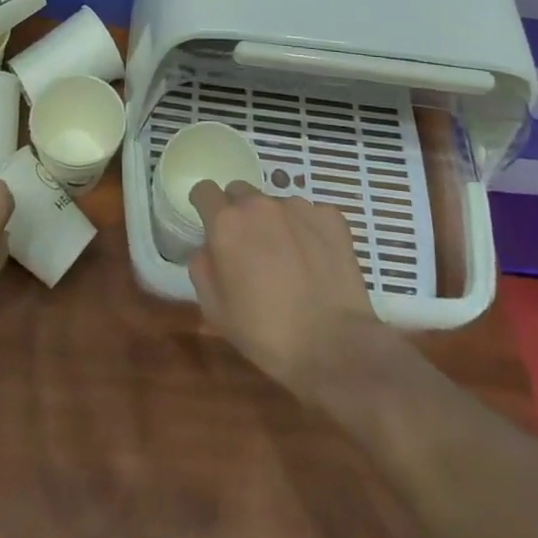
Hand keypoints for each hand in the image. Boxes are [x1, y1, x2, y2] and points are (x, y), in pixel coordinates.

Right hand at [188, 182, 376, 392]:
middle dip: (239, 213)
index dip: (204, 205)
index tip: (210, 222)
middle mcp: (259, 204)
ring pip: (276, 204)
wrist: (334, 347)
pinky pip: (310, 215)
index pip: (204, 190)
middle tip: (250, 247)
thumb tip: (208, 247)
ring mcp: (298, 207)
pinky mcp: (330, 217)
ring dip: (275, 222)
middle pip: (240, 192)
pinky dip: (308, 230)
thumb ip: (202, 266)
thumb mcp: (214, 309)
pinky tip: (315, 260)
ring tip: (289, 258)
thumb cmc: (266, 333)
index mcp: (226, 223)